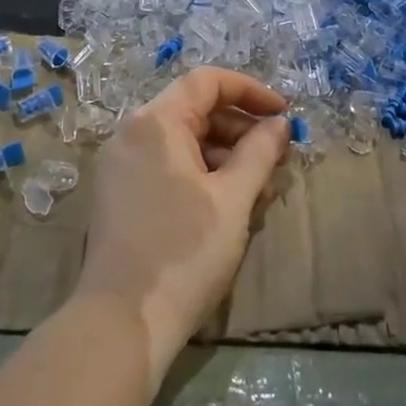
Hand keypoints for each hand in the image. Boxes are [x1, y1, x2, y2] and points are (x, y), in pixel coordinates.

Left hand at [76, 68, 290, 388]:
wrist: (122, 323)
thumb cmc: (185, 252)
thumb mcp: (233, 199)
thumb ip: (260, 152)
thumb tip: (279, 124)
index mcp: (155, 123)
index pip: (207, 82)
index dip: (250, 91)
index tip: (284, 115)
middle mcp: (132, 134)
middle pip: (195, 111)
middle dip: (242, 130)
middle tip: (280, 159)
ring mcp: (122, 166)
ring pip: (184, 143)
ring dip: (227, 157)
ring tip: (265, 189)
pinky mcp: (121, 195)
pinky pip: (168, 168)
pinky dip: (202, 176)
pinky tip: (233, 205)